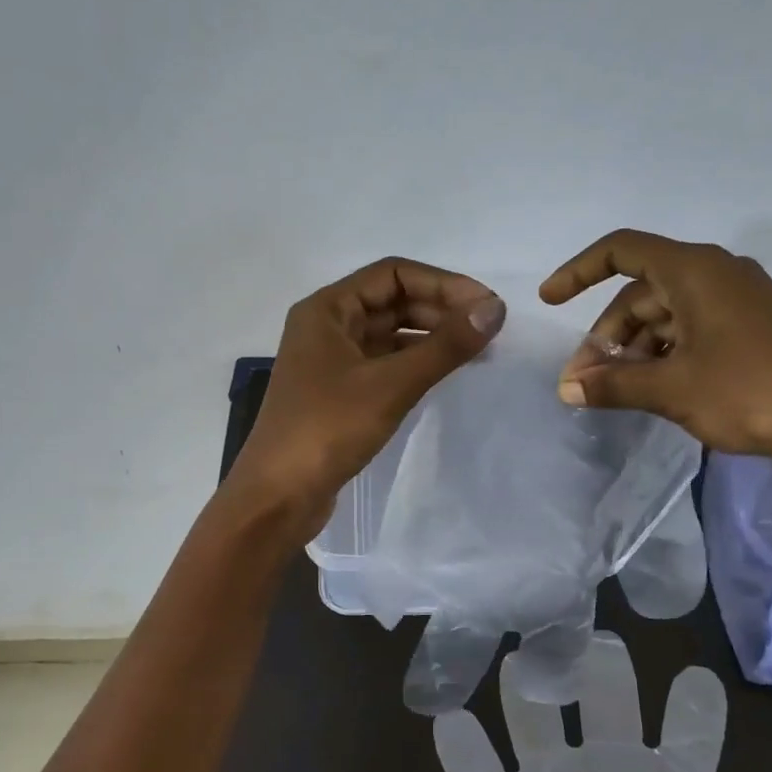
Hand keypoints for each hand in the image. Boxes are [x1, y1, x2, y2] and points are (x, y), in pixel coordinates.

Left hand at [227, 257, 506, 538]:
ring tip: (476, 350)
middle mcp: (327, 327)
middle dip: (440, 309)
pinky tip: (444, 375)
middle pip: (392, 301)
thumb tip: (495, 308)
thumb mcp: (391, 384)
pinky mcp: (339, 394)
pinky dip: (415, 364)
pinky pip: (384, 364)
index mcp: (327, 309)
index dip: (443, 283)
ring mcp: (331, 362)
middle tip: (488, 329)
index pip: (393, 274)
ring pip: (390, 335)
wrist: (277, 497)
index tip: (485, 305)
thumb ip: (445, 345)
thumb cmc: (327, 429)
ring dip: (431, 337)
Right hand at [434, 636, 771, 771]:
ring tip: (515, 661)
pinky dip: (465, 763)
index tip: (698, 677)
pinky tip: (449, 723)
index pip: (686, 746)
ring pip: (539, 736)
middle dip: (603, 679)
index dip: (694, 715)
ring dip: (526, 701)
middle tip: (597, 639)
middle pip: (606, 719)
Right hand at [540, 229, 771, 475]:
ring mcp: (739, 301)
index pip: (622, 251)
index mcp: (695, 271)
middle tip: (585, 381)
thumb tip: (566, 389)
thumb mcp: (671, 389)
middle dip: (607, 335)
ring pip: (666, 315)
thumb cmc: (750, 392)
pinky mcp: (753, 328)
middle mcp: (717, 274)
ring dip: (635, 349)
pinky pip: (692, 329)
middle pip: (641, 292)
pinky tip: (655, 388)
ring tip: (617, 391)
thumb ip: (613, 384)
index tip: (549, 301)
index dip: (578, 271)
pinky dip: (665, 354)